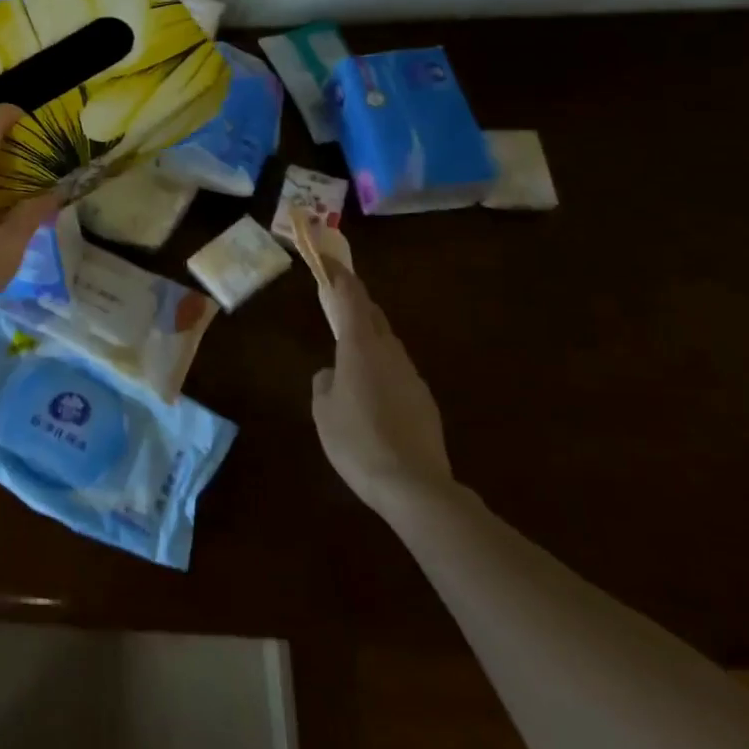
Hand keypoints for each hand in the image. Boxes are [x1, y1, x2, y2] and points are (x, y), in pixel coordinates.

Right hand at [309, 265, 453, 514]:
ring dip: (370, 338)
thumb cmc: (357, 441)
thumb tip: (331, 374)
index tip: (330, 261)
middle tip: (338, 300)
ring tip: (350, 352)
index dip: (340, 277)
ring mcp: (411, 376)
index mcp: (360, 347)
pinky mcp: (424, 401)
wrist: (414, 487)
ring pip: (387, 344)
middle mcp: (389, 353)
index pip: (351, 299)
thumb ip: (324, 383)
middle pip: (375, 317)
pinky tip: (371, 393)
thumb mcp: (323, 411)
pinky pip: (397, 371)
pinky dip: (381, 368)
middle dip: (357, 304)